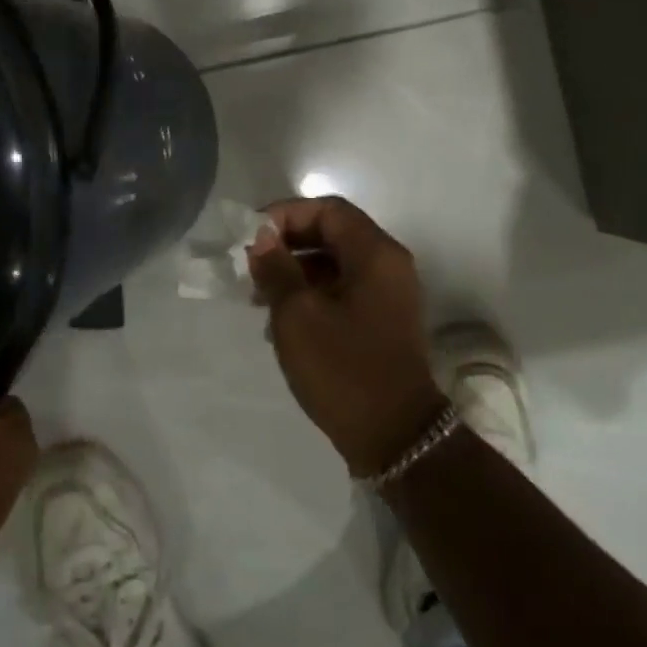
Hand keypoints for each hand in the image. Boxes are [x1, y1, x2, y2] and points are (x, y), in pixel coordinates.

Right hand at [246, 197, 445, 476]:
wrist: (395, 437)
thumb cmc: (344, 369)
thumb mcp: (298, 315)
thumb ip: (277, 268)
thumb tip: (262, 237)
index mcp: (375, 254)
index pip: (328, 210)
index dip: (286, 215)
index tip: (251, 238)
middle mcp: (388, 265)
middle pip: (333, 233)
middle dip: (288, 244)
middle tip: (251, 267)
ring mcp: (388, 295)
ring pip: (335, 264)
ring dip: (296, 271)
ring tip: (259, 296)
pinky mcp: (382, 321)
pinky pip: (343, 290)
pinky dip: (312, 294)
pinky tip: (282, 319)